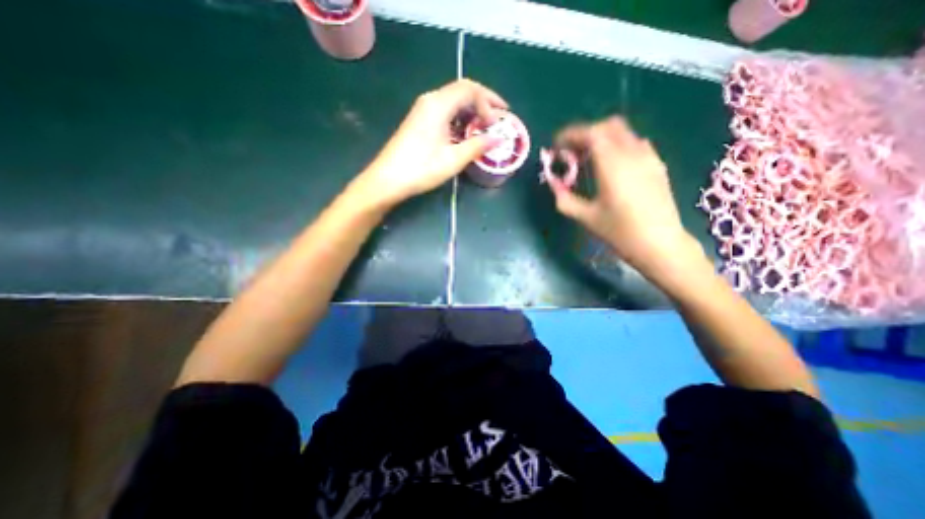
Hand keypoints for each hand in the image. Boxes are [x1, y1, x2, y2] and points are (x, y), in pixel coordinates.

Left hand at [358, 80, 509, 206]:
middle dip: (484, 102)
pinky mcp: (420, 121)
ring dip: (472, 111)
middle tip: (499, 118)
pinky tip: (466, 134)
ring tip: (486, 127)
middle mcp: (430, 100)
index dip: (489, 102)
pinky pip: (445, 112)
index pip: (470, 89)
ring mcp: (423, 110)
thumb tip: (498, 139)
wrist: (387, 179)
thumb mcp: (453, 159)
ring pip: (454, 101)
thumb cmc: (421, 169)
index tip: (498, 122)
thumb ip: (477, 146)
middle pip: (462, 91)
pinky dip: (460, 119)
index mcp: (439, 104)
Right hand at [544, 115, 706, 277]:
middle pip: (607, 126)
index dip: (570, 135)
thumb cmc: (619, 232)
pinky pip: (634, 143)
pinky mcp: (657, 165)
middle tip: (570, 152)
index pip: (591, 133)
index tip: (556, 146)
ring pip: (623, 132)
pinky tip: (610, 166)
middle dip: (585, 134)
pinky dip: (616, 145)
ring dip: (601, 138)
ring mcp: (649, 157)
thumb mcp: (585, 217)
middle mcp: (633, 153)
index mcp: (613, 165)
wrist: (660, 244)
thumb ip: (564, 198)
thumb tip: (553, 184)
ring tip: (588, 159)